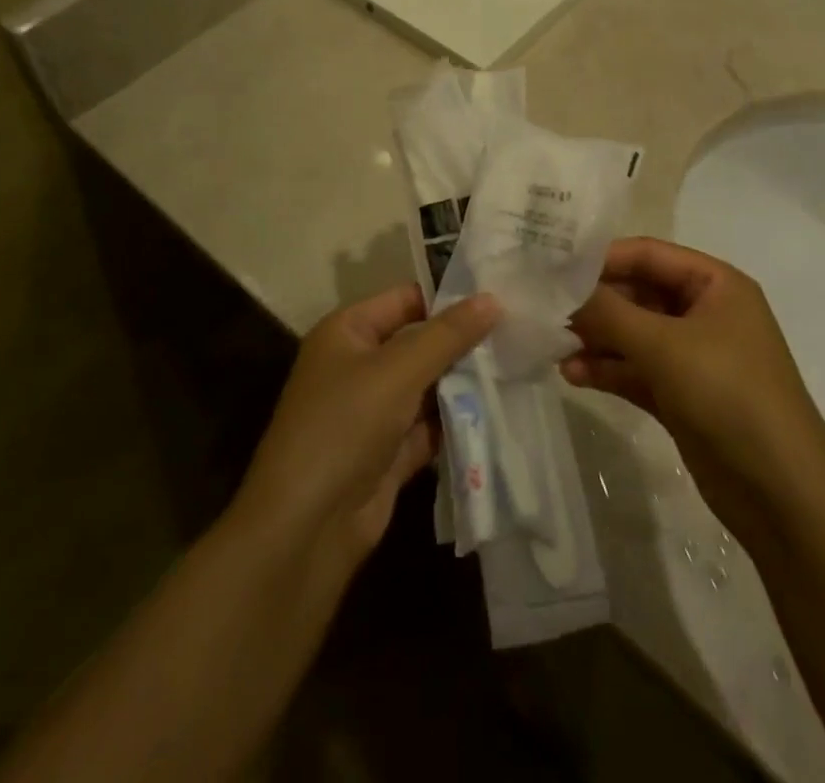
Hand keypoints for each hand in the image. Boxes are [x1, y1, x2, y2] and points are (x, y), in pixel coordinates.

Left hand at [234, 285, 497, 574]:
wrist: (306, 527)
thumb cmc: (345, 425)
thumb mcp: (398, 370)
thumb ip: (447, 335)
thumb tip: (492, 299)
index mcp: (348, 332)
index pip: (405, 299)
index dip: (448, 297)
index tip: (500, 298)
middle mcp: (358, 366)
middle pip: (419, 344)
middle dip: (463, 344)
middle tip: (519, 336)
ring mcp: (372, 413)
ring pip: (427, 388)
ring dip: (464, 384)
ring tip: (519, 370)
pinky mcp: (388, 454)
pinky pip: (429, 428)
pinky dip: (456, 424)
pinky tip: (498, 414)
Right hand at [561, 238, 824, 535]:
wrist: (783, 496)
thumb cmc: (728, 395)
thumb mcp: (663, 345)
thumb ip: (607, 312)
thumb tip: (559, 288)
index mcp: (715, 284)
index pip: (648, 254)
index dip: (601, 257)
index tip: (552, 266)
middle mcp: (705, 313)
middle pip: (637, 294)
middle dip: (594, 303)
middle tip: (545, 308)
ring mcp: (694, 357)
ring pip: (633, 334)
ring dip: (596, 339)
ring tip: (552, 344)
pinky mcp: (682, 396)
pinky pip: (636, 370)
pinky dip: (607, 369)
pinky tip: (572, 374)